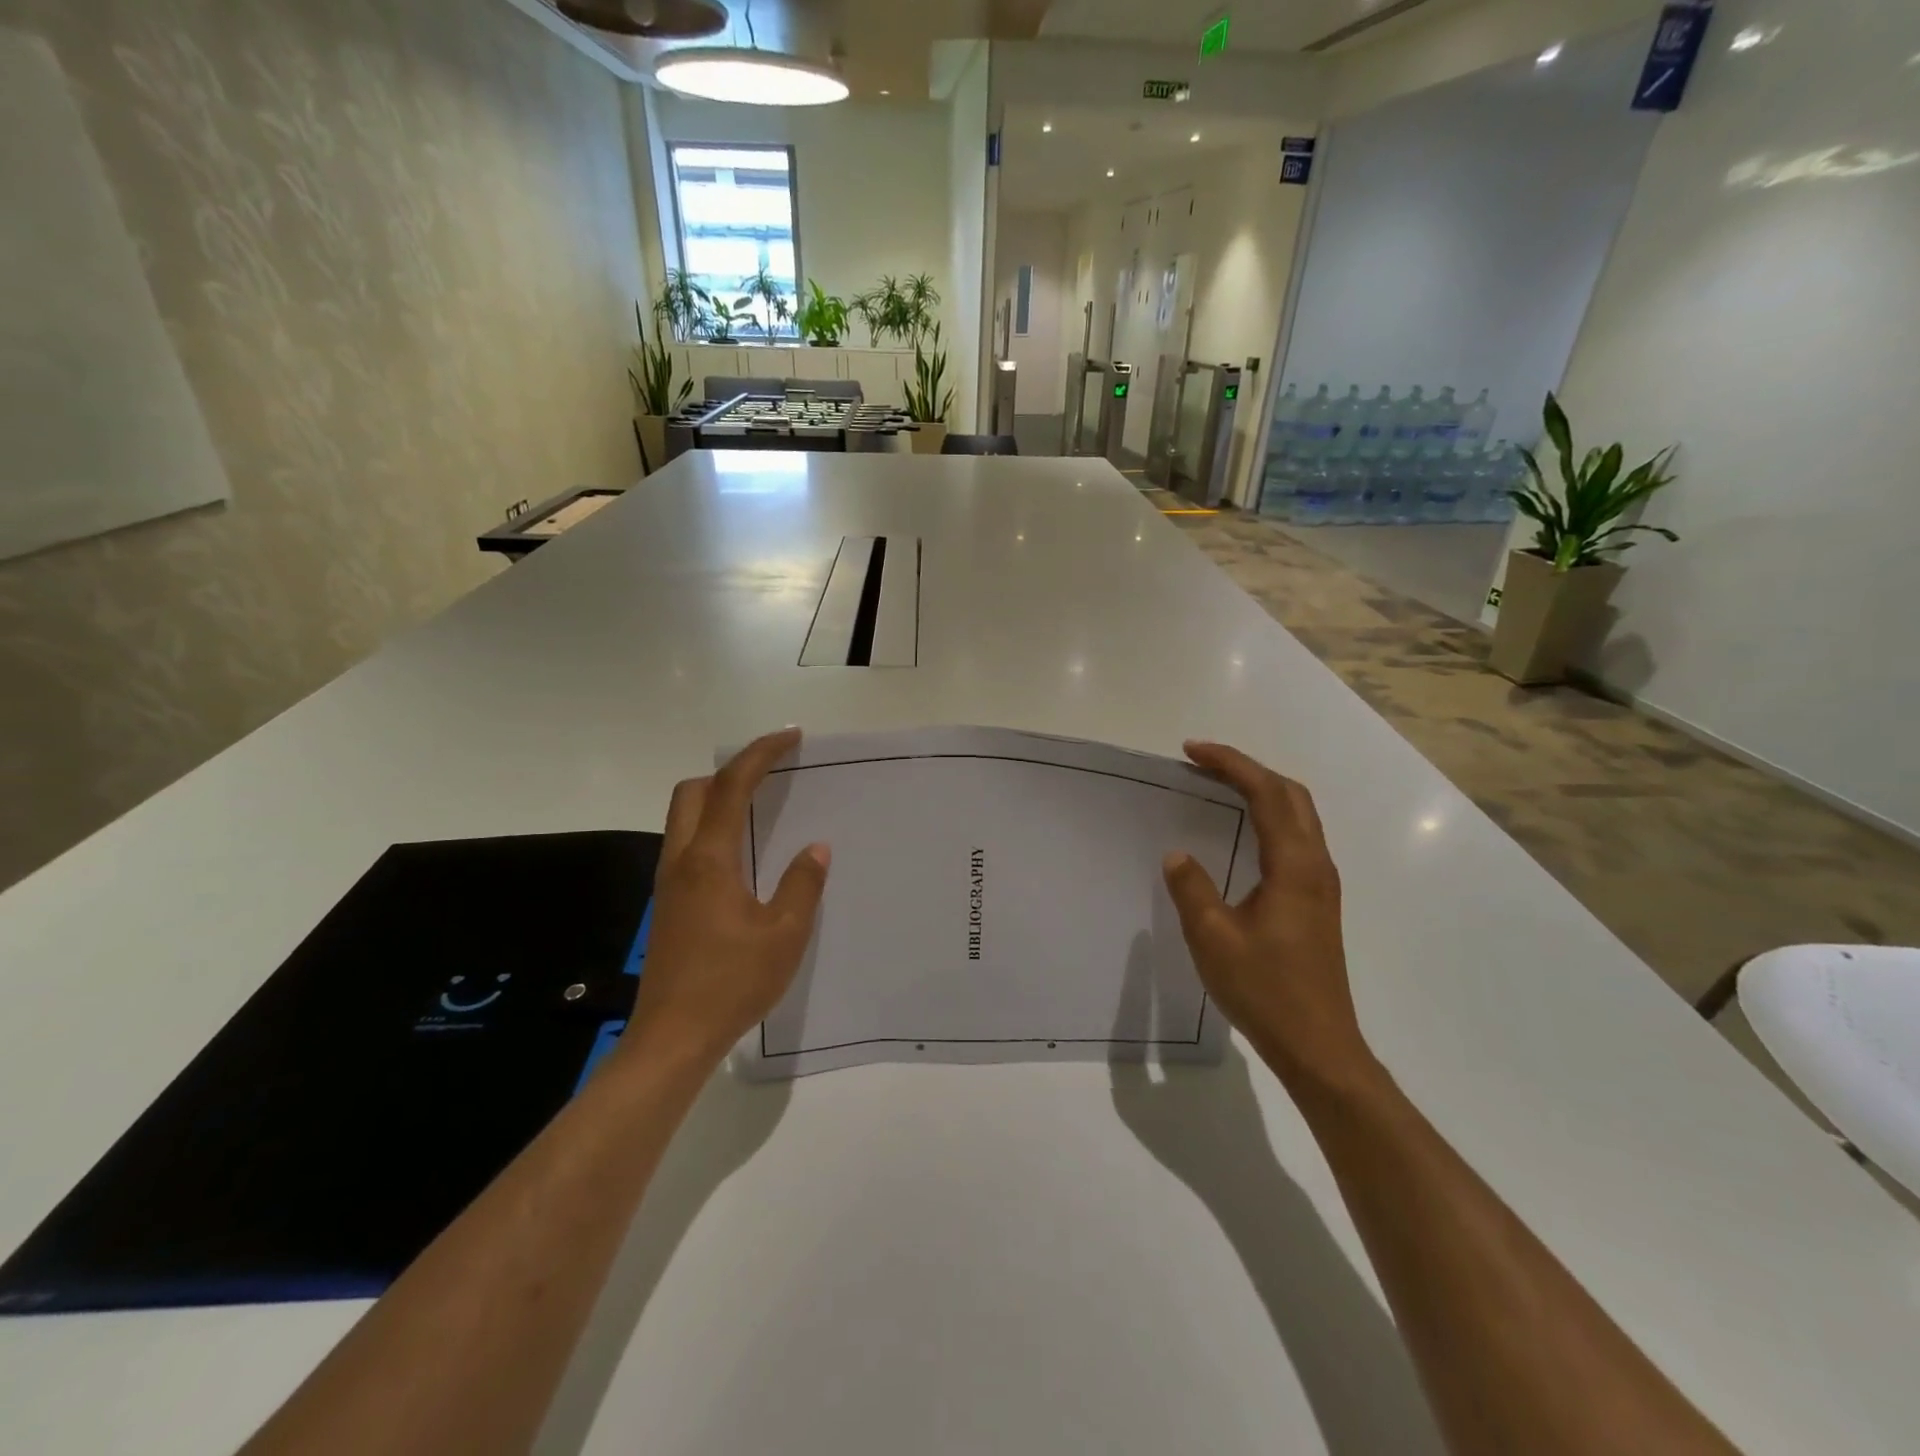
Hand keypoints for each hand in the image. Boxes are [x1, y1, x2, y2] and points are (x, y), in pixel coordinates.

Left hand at [622, 728, 830, 1067]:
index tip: (791, 737)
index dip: (760, 753)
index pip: (732, 786)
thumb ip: (802, 885)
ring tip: (763, 806)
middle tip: (772, 773)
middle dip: (731, 770)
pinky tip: (743, 854)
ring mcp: (669, 882)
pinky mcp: (667, 903)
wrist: (673, 1037)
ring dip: (720, 797)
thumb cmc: (732, 983)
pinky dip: (713, 826)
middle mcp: (682, 860)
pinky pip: (688, 843)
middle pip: (694, 791)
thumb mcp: (784, 935)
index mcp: (710, 859)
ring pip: (685, 817)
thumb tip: (815, 849)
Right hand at [1162, 741, 1374, 1093]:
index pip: (1266, 793)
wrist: (1318, 1046)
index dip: (1230, 764)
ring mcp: (1321, 885)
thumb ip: (1192, 888)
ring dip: (1262, 790)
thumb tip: (1177, 854)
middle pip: (1291, 795)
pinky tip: (1243, 833)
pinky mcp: (1317, 903)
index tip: (1191, 750)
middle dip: (1248, 768)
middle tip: (1203, 762)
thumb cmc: (1265, 990)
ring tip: (1219, 787)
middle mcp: (1315, 865)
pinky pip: (1296, 838)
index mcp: (1293, 865)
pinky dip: (1269, 817)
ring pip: (1298, 815)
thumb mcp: (1212, 937)